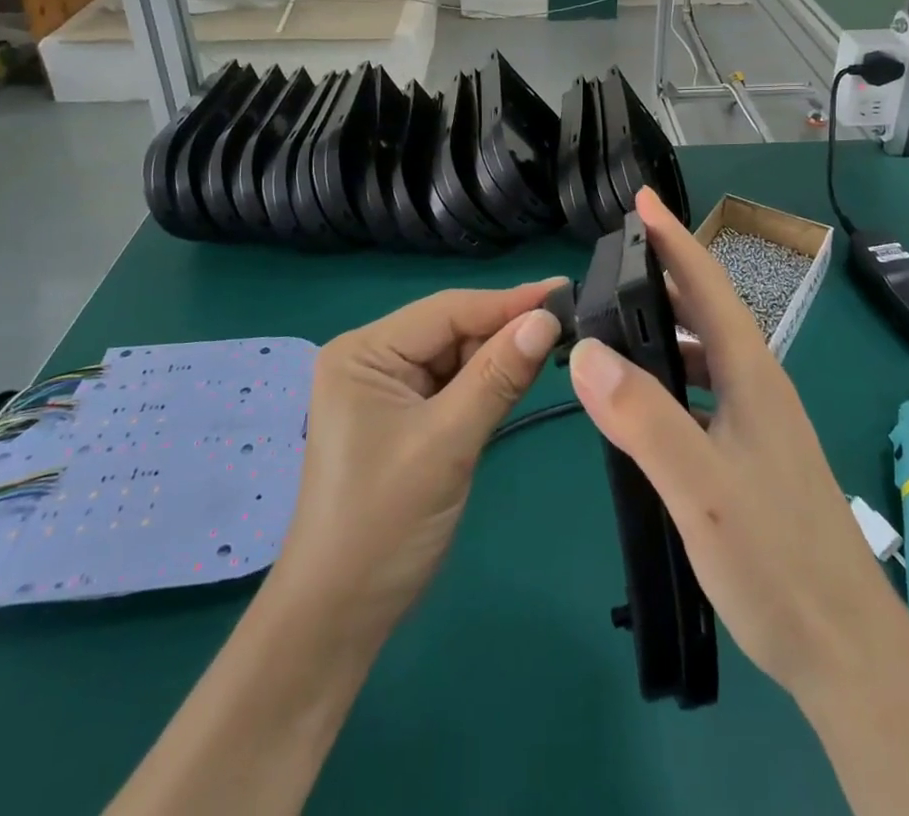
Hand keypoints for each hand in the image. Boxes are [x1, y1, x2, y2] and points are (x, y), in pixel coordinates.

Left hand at [269, 281, 563, 636]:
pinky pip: (453, 384)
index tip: (565, 291)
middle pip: (452, 328)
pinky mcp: (403, 415)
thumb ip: (498, 377)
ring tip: (554, 345)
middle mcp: (372, 358)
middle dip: (505, 330)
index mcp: (364, 352)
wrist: (338, 617)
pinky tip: (519, 377)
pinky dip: (486, 383)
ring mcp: (386, 388)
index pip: (448, 310)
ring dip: (499, 356)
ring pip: (457, 355)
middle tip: (570, 325)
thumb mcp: (447, 443)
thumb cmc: (384, 524)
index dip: (508, 301)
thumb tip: (547, 320)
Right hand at [567, 188, 906, 702]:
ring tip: (617, 328)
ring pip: (708, 355)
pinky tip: (646, 406)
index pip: (708, 286)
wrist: (845, 649)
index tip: (642, 200)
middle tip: (613, 261)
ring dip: (666, 330)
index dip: (674, 239)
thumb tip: (587, 350)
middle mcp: (760, 386)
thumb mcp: (700, 488)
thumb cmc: (775, 561)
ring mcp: (761, 423)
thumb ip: (642, 418)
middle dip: (664, 276)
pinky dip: (672, 378)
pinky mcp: (756, 456)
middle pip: (709, 312)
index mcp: (752, 375)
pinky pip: (706, 393)